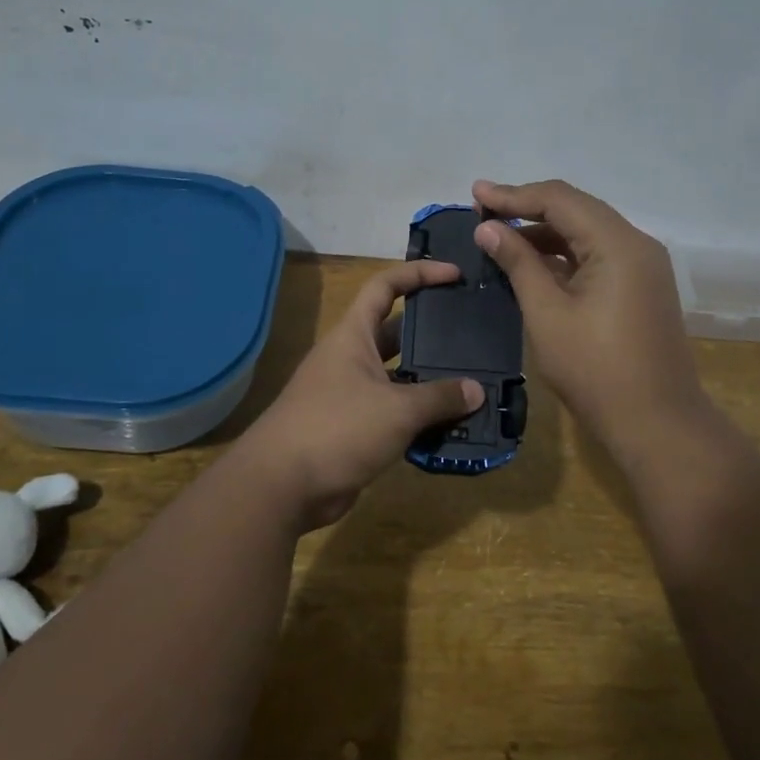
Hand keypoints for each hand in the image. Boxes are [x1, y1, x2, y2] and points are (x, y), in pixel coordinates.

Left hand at [245, 260, 482, 528]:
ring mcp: (350, 394)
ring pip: (398, 377)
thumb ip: (440, 398)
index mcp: (353, 336)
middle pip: (396, 333)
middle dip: (432, 332)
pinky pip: (394, 412)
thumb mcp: (397, 409)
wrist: (281, 486)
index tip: (454, 275)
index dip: (419, 274)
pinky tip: (451, 424)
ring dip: (429, 380)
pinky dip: (419, 416)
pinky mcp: (354, 428)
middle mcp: (350, 358)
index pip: (385, 286)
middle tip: (472, 334)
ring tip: (473, 381)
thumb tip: (477, 391)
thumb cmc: (337, 428)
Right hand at [472, 179, 713, 458]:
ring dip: (543, 232)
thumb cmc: (596, 371)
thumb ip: (518, 263)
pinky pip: (597, 256)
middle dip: (527, 208)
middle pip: (576, 209)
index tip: (475, 195)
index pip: (560, 199)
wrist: (657, 425)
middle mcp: (636, 244)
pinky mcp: (640, 288)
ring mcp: (643, 267)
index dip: (513, 195)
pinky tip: (531, 263)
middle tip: (482, 212)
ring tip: (499, 236)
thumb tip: (488, 228)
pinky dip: (563, 255)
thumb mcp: (547, 314)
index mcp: (618, 244)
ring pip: (586, 233)